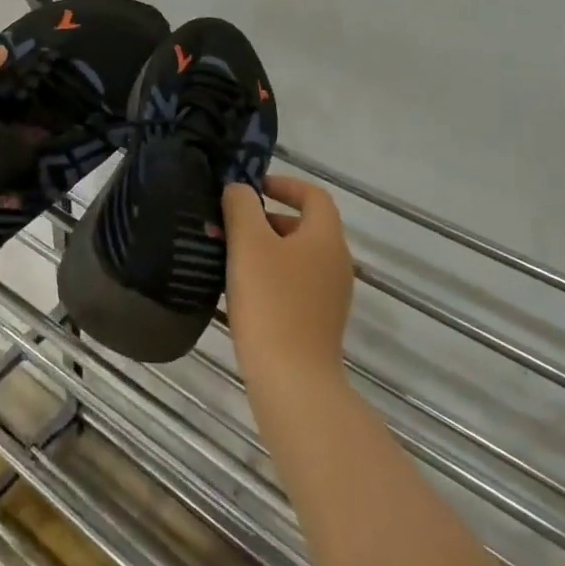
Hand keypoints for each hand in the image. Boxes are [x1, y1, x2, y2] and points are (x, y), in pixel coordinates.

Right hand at [222, 173, 353, 385]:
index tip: (252, 189)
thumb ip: (242, 206)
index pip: (313, 195)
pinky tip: (240, 290)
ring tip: (228, 256)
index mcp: (326, 237)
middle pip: (303, 226)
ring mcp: (330, 296)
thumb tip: (240, 189)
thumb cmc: (271, 302)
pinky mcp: (319, 322)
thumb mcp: (248, 243)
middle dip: (265, 219)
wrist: (293, 381)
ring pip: (295, 256)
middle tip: (230, 225)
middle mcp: (336, 262)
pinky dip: (270, 276)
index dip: (284, 184)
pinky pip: (294, 284)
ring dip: (264, 249)